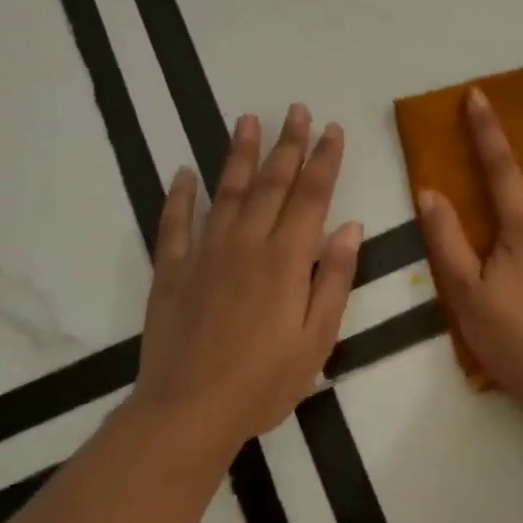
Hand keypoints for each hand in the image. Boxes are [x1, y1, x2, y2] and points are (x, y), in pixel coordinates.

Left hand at [137, 105, 361, 456]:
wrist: (188, 412)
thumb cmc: (264, 382)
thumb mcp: (317, 339)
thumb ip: (334, 278)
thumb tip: (350, 227)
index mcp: (286, 260)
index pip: (311, 196)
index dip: (324, 160)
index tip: (332, 129)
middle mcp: (246, 244)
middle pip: (272, 183)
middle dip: (289, 144)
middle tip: (297, 110)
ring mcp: (204, 254)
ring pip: (226, 192)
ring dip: (240, 155)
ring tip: (249, 120)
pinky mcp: (171, 271)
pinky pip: (174, 224)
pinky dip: (179, 195)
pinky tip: (184, 172)